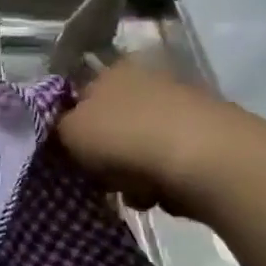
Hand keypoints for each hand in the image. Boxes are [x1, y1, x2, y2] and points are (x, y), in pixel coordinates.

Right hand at [55, 53, 242, 216]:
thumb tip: (62, 129)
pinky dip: (164, 180)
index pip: (79, 94)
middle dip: (104, 154)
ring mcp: (182, 105)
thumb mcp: (70, 132)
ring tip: (137, 193)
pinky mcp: (209, 136)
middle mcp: (147, 78)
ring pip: (139, 145)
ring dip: (133, 172)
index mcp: (111, 70)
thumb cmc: (127, 138)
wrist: (210, 161)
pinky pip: (171, 162)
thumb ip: (56, 128)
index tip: (69, 153)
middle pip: (111, 123)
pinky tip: (165, 194)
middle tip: (100, 177)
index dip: (70, 125)